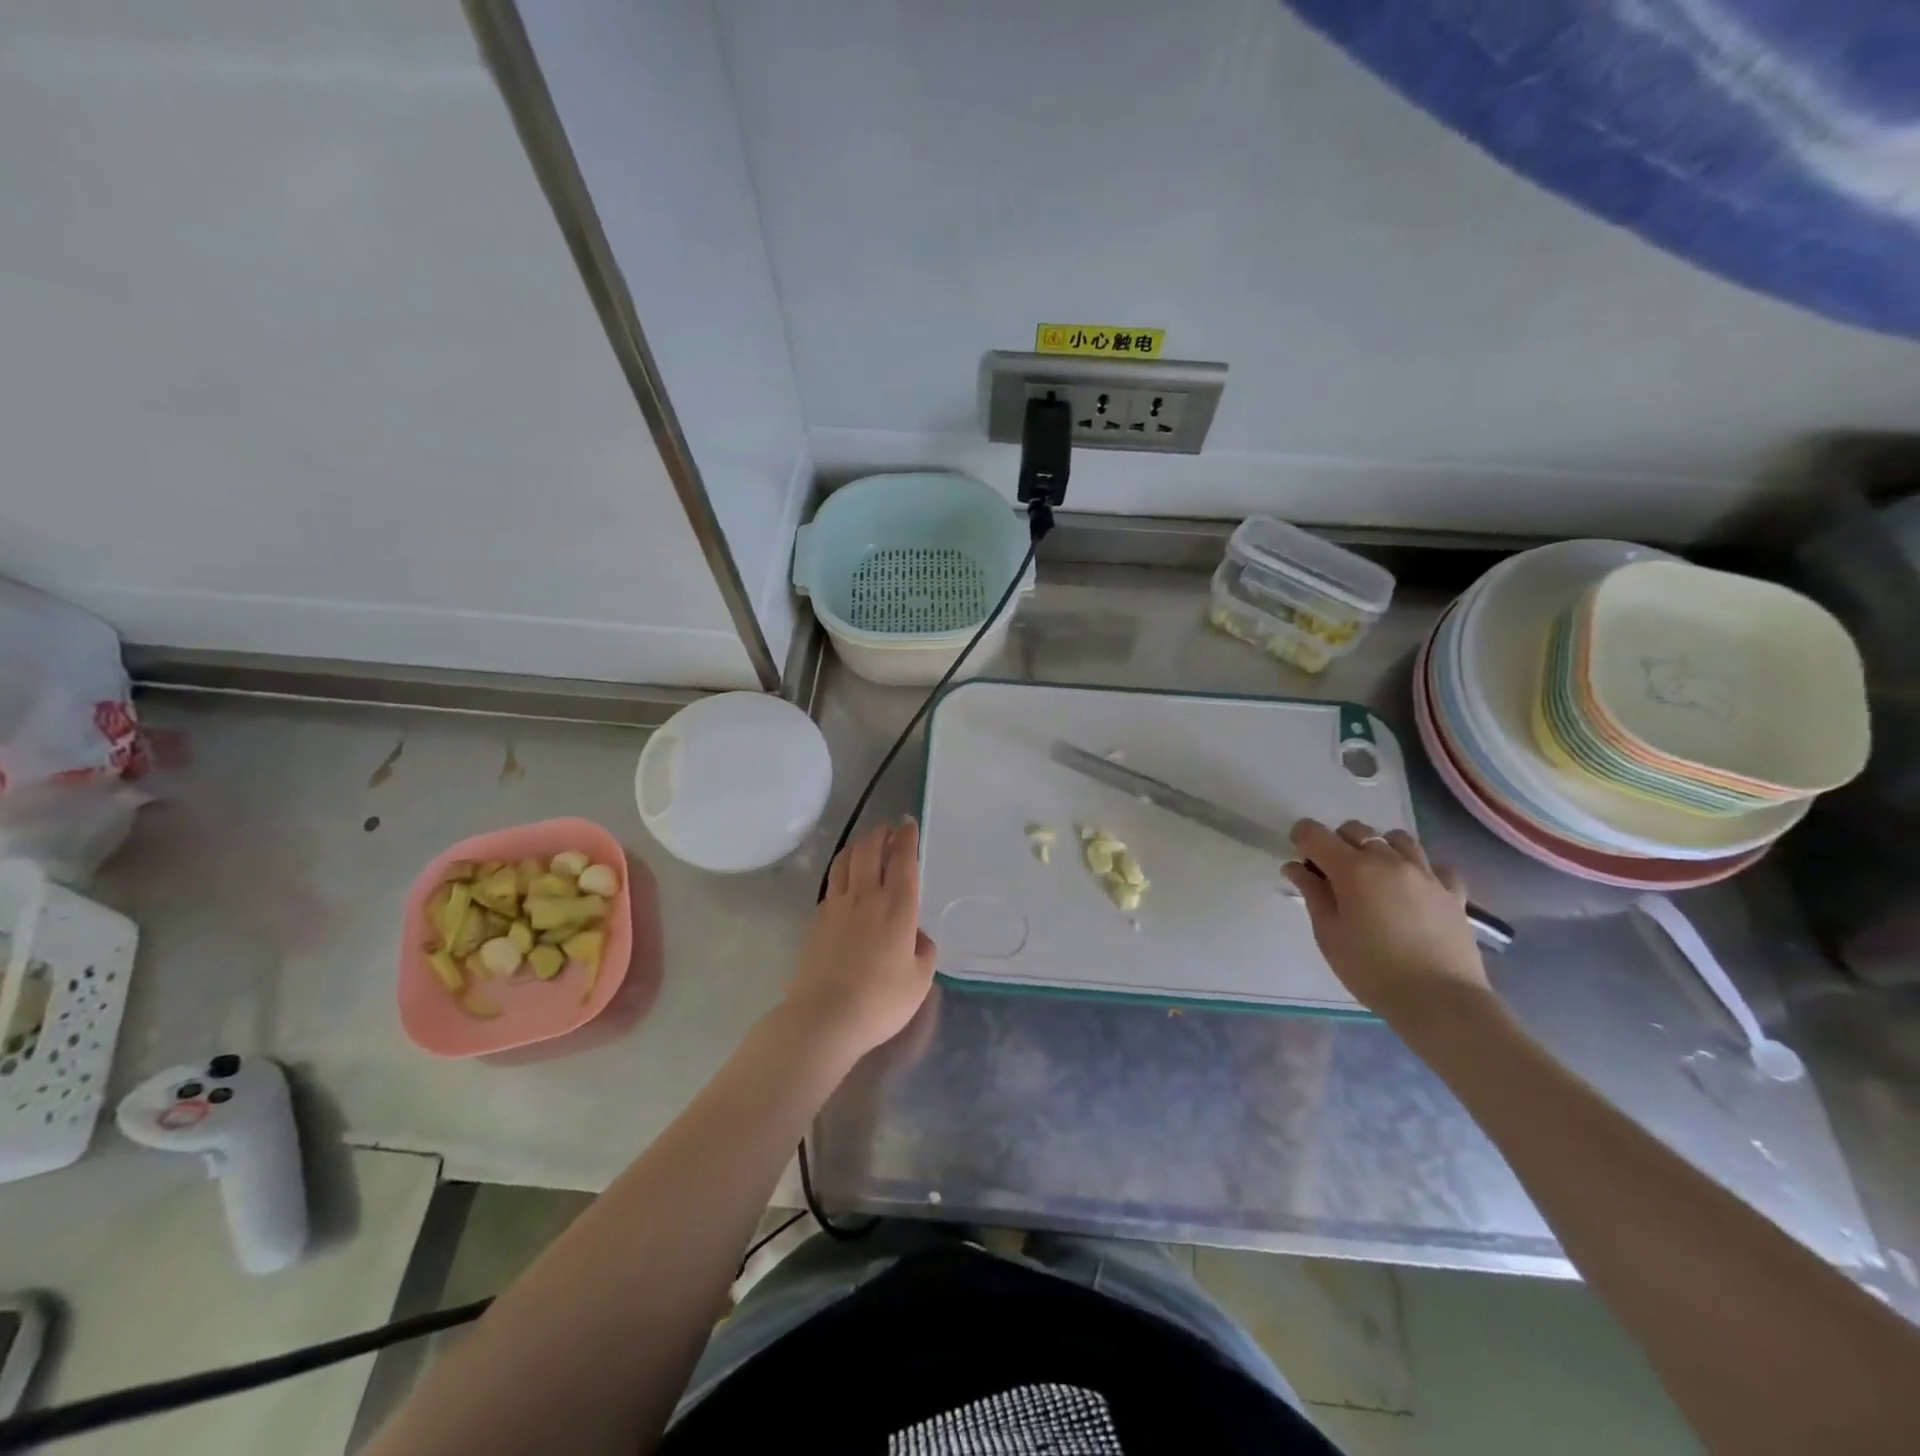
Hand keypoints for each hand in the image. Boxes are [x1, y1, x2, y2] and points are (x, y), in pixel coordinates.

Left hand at [783, 817, 937, 1060]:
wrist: (823, 1017)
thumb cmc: (880, 1001)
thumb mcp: (919, 980)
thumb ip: (924, 950)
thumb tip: (916, 935)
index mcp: (896, 906)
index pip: (902, 860)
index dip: (907, 838)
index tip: (908, 823)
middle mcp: (865, 896)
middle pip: (869, 850)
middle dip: (880, 833)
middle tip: (888, 828)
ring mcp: (836, 906)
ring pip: (845, 861)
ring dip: (858, 845)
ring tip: (865, 844)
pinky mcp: (816, 920)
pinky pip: (832, 884)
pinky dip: (842, 871)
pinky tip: (845, 881)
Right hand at [1282, 818, 1488, 1020]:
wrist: (1439, 1001)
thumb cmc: (1371, 969)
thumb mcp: (1328, 934)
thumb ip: (1312, 893)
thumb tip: (1295, 867)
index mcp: (1352, 869)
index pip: (1315, 834)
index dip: (1301, 839)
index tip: (1300, 859)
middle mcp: (1388, 861)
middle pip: (1356, 830)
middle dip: (1338, 842)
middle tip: (1334, 874)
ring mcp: (1425, 874)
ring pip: (1397, 839)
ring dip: (1379, 849)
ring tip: (1375, 876)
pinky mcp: (1453, 892)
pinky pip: (1436, 866)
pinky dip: (1421, 869)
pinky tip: (1415, 889)